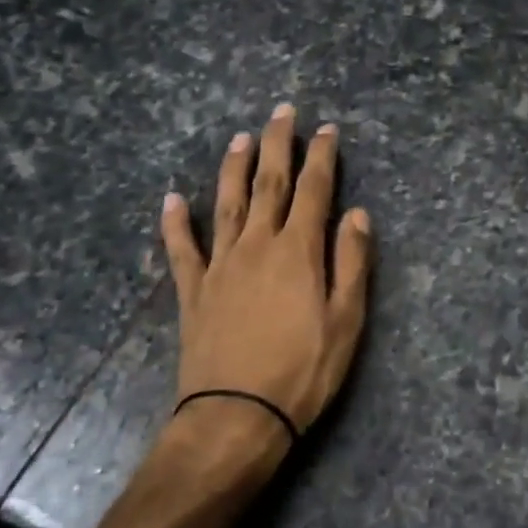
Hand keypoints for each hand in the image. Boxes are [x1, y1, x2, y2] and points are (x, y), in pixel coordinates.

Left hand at [158, 104, 372, 475]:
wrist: (237, 416)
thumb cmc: (304, 370)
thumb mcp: (346, 320)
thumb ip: (351, 262)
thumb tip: (357, 214)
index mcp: (298, 251)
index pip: (314, 190)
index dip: (322, 157)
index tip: (327, 129)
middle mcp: (257, 245)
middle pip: (268, 184)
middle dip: (277, 145)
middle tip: (281, 111)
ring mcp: (220, 265)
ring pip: (226, 204)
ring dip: (233, 168)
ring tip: (238, 138)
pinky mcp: (194, 290)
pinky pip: (182, 249)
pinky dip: (175, 222)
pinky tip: (171, 199)